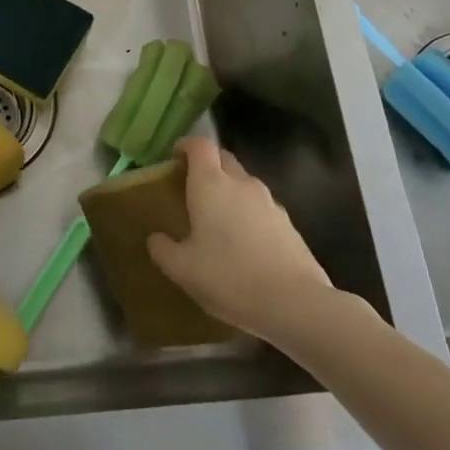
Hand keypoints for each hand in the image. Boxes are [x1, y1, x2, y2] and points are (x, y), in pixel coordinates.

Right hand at [147, 137, 335, 342]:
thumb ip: (163, 249)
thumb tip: (155, 238)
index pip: (200, 145)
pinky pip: (261, 208)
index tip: (175, 157)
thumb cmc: (228, 277)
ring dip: (230, 192)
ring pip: (245, 184)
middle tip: (192, 189)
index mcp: (211, 185)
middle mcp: (242, 184)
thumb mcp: (182, 269)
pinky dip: (249, 215)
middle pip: (224, 159)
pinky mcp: (289, 224)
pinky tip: (244, 245)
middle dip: (208, 166)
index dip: (186, 145)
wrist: (294, 303)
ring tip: (218, 221)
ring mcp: (269, 202)